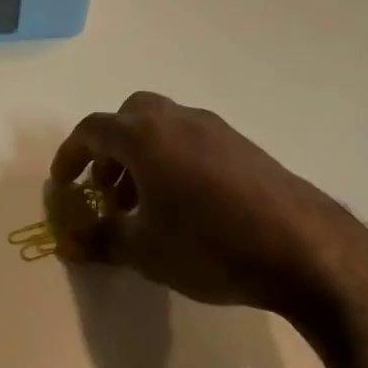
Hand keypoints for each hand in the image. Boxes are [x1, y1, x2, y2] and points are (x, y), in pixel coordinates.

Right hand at [48, 91, 367, 324]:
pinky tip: (186, 206)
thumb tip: (68, 242)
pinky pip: (191, 141)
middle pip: (128, 117)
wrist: (304, 249)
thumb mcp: (144, 250)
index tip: (63, 186)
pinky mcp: (243, 146)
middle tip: (107, 191)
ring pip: (162, 128)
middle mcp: (177, 119)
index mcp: (144, 135)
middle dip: (109, 150)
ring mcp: (214, 129)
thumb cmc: (209, 245)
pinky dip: (173, 161)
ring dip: (141, 157)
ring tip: (145, 205)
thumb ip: (100, 240)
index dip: (70, 156)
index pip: (91, 130)